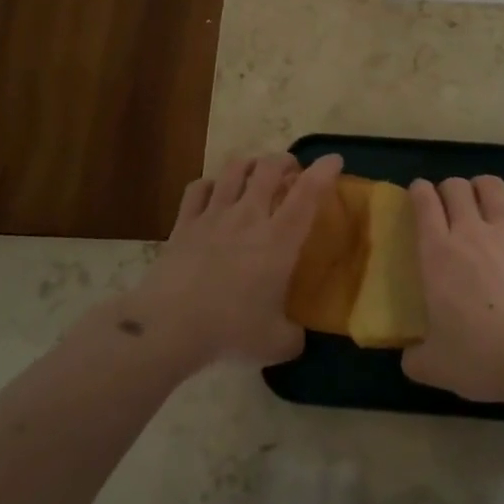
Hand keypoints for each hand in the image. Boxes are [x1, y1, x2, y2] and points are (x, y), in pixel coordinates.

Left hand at [124, 152, 342, 368]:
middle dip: (285, 161)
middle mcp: (248, 217)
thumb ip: (294, 336)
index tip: (334, 160)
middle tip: (292, 171)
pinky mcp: (184, 223)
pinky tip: (215, 191)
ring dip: (250, 164)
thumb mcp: (276, 343)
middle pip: (269, 168)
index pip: (308, 193)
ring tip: (256, 172)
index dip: (324, 171)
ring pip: (234, 169)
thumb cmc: (230, 330)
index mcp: (279, 240)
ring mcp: (213, 215)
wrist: (169, 325)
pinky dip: (211, 183)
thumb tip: (297, 337)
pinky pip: (199, 188)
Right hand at [402, 176, 503, 402]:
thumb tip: (409, 359)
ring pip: (493, 187)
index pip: (424, 203)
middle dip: (450, 187)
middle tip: (450, 202)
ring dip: (484, 186)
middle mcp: (470, 233)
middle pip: (457, 187)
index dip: (419, 191)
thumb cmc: (481, 356)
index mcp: (437, 254)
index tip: (419, 192)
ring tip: (484, 196)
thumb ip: (417, 359)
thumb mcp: (436, 367)